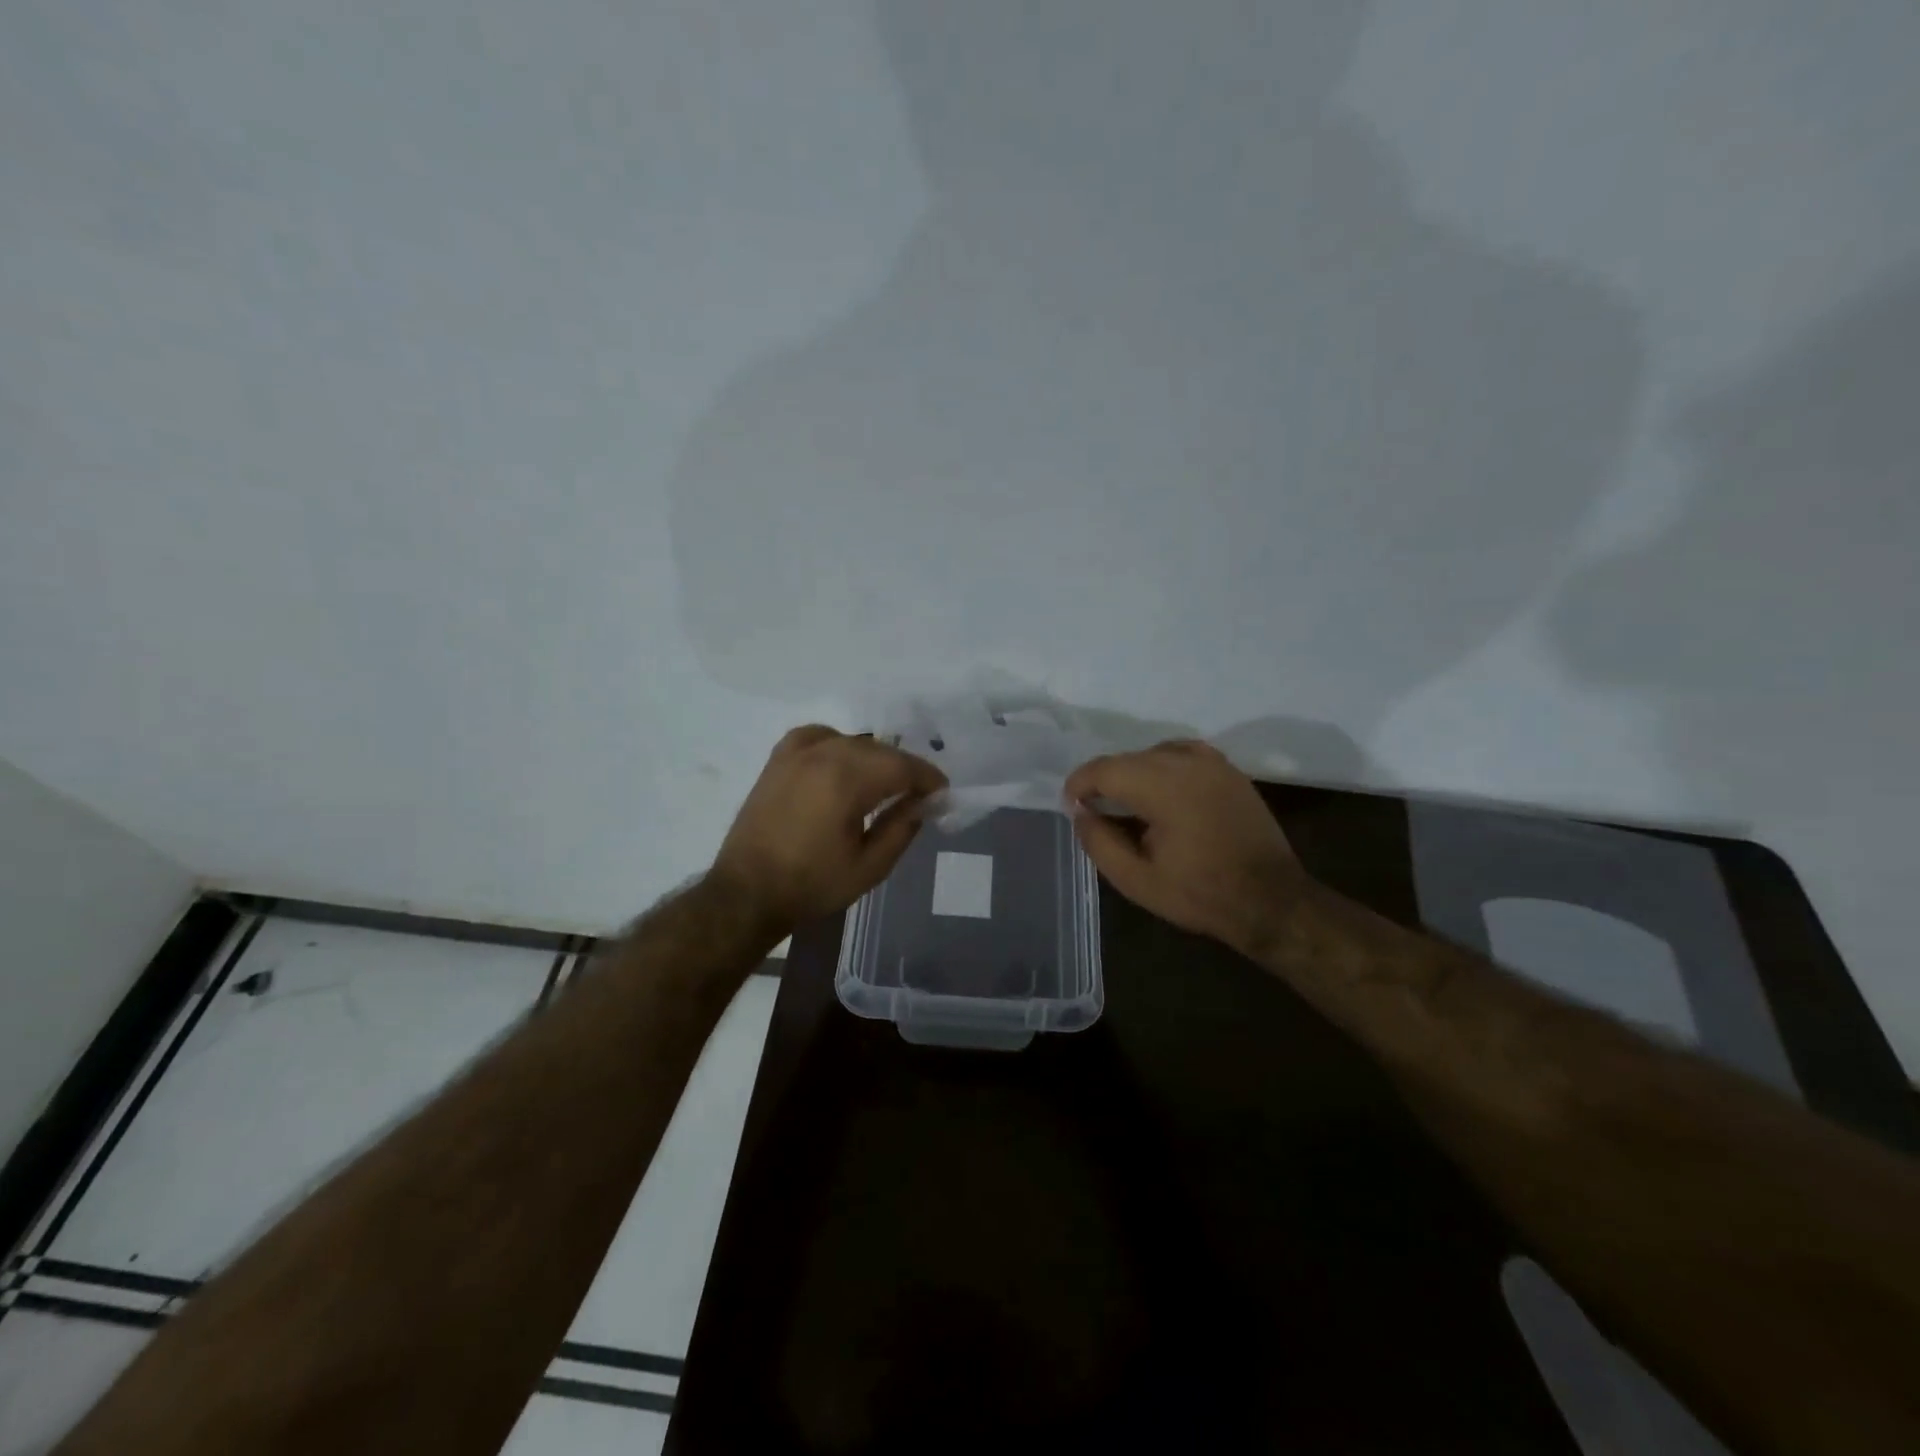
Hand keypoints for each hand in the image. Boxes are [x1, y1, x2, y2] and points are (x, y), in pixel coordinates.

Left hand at [713, 725, 946, 931]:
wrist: (747, 893)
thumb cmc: (811, 885)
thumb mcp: (869, 867)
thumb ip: (901, 828)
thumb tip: (923, 803)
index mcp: (847, 780)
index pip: (902, 766)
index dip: (927, 777)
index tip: (942, 792)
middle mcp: (823, 755)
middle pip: (879, 750)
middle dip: (904, 769)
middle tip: (919, 794)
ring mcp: (796, 754)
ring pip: (851, 741)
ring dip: (874, 758)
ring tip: (884, 783)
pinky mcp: (778, 760)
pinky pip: (818, 737)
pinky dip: (838, 744)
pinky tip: (842, 762)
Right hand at [1065, 741, 1303, 955]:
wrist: (1271, 900)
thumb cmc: (1200, 893)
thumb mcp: (1136, 879)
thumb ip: (1099, 841)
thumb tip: (1080, 812)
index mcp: (1162, 786)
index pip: (1104, 769)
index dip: (1079, 785)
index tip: (1072, 808)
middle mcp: (1186, 761)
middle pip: (1127, 758)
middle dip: (1105, 781)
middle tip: (1097, 813)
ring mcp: (1212, 762)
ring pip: (1153, 753)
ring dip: (1133, 774)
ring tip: (1129, 805)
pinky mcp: (1228, 769)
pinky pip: (1181, 754)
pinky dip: (1162, 767)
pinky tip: (1162, 793)